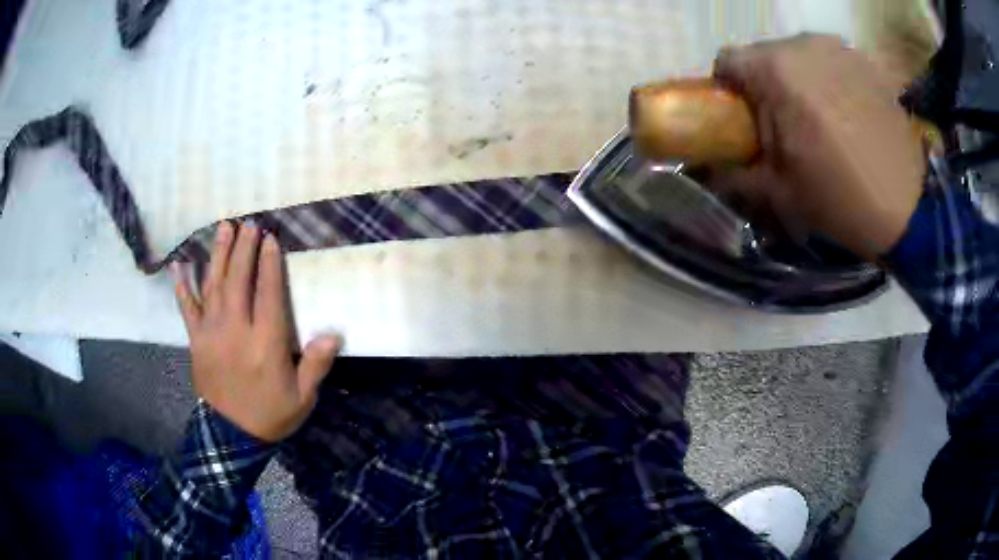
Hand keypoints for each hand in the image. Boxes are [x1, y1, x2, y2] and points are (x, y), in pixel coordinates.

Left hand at [172, 222, 340, 441]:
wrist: (230, 436)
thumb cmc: (270, 415)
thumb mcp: (302, 398)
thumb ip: (315, 365)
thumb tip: (332, 334)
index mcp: (265, 344)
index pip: (268, 294)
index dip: (269, 264)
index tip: (270, 239)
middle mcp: (236, 331)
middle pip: (239, 281)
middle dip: (244, 249)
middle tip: (249, 224)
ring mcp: (211, 333)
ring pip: (214, 286)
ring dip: (219, 255)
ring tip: (224, 228)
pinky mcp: (196, 340)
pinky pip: (188, 308)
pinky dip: (183, 286)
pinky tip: (180, 265)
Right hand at [712, 34, 925, 259]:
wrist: (909, 209)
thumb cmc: (841, 200)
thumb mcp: (780, 193)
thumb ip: (735, 174)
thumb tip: (705, 169)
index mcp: (776, 72)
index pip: (728, 60)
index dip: (727, 89)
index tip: (741, 117)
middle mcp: (804, 45)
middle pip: (765, 55)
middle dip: (765, 86)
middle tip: (783, 125)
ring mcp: (838, 48)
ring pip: (798, 55)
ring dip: (797, 81)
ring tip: (818, 120)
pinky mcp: (864, 60)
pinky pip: (829, 61)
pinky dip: (826, 79)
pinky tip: (845, 112)